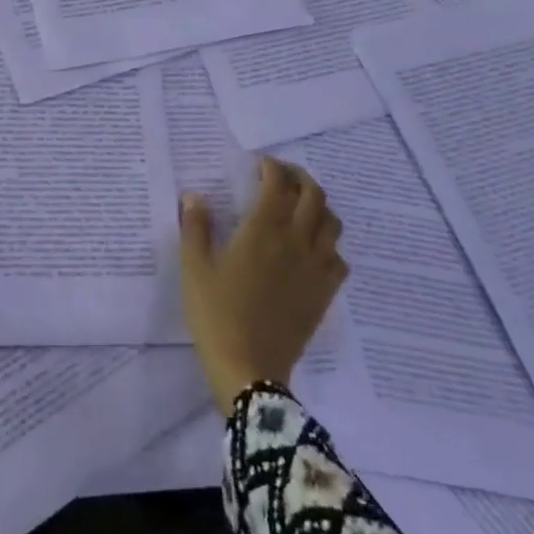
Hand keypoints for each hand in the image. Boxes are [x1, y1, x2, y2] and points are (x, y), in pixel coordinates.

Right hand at [179, 157, 346, 413]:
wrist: (249, 369)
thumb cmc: (216, 314)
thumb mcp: (194, 269)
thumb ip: (196, 228)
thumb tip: (195, 196)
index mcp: (263, 230)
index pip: (278, 184)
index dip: (272, 167)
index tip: (259, 164)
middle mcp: (297, 241)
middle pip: (313, 195)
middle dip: (299, 177)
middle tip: (280, 176)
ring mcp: (316, 268)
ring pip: (332, 223)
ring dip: (318, 205)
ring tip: (300, 206)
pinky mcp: (325, 293)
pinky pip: (339, 257)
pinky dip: (329, 243)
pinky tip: (313, 248)